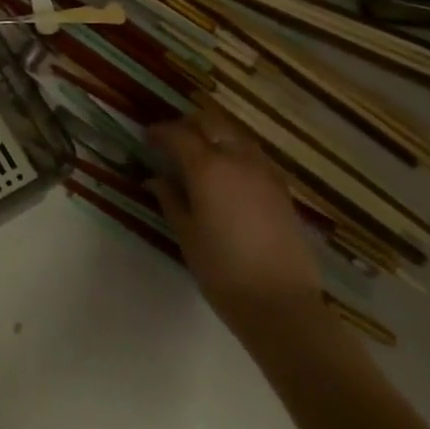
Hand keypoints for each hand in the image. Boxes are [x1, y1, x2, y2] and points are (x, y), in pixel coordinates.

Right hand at [148, 103, 323, 338]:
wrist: (282, 305)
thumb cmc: (224, 272)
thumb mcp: (187, 236)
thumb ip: (170, 200)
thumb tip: (156, 179)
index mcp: (207, 167)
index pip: (178, 134)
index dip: (160, 132)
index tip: (147, 138)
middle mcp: (236, 158)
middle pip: (210, 123)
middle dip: (188, 125)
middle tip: (173, 142)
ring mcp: (263, 171)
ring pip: (234, 135)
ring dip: (214, 136)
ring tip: (201, 156)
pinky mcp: (282, 188)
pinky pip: (253, 154)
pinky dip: (235, 153)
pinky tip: (229, 176)